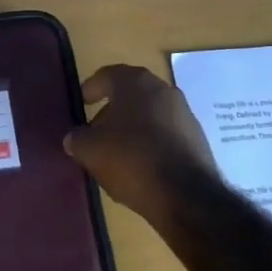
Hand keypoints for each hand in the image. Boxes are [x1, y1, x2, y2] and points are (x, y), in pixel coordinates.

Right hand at [65, 64, 220, 229]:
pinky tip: (141, 167)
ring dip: (132, 128)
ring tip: (117, 154)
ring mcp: (184, 114)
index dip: (91, 88)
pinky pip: (166, 134)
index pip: (107, 75)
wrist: (186, 195)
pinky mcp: (197, 139)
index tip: (81, 103)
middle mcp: (163, 90)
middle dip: (111, 112)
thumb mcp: (91, 150)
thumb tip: (74, 138)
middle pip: (131, 95)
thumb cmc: (131, 159)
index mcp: (135, 83)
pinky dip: (151, 143)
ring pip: (150, 115)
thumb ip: (77, 139)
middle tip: (95, 132)